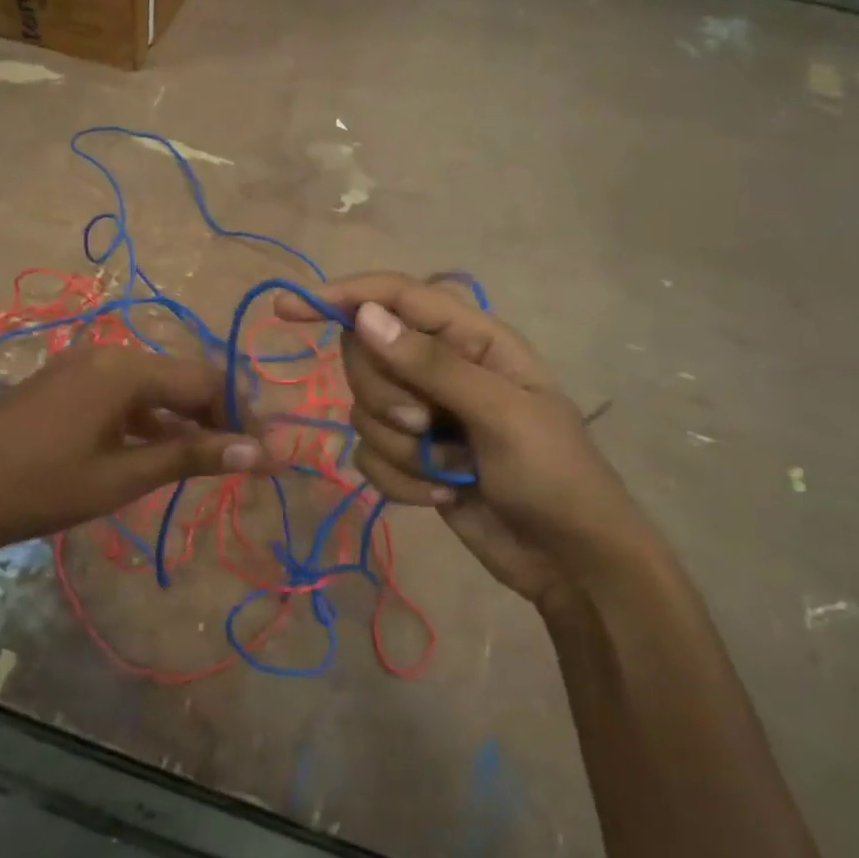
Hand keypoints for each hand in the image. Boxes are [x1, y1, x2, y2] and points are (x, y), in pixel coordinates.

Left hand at [0, 346, 275, 567]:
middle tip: (235, 460)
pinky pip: (122, 394)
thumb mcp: (122, 477)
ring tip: (202, 463)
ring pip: (152, 387)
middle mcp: (109, 354)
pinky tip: (154, 453)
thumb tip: (262, 453)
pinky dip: (147, 420)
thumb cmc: (42, 487)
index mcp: (127, 369)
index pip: (207, 380)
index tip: (259, 453)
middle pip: (181, 378)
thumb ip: (191, 458)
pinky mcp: (64, 384)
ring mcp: (82, 366)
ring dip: (180, 420)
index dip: (240, 415)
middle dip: (213, 416)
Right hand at [276, 274, 658, 606]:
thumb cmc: (553, 474)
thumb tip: (364, 315)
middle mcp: (439, 368)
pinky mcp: (409, 459)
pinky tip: (443, 496)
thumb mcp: (501, 414)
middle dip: (388, 397)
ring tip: (453, 470)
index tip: (290, 308)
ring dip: (402, 449)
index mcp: (471, 338)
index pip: (395, 297)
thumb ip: (431, 363)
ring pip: (363, 411)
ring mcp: (422, 416)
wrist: (569, 561)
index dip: (342, 296)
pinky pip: (368, 456)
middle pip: (367, 356)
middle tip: (428, 425)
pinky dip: (402, 481)